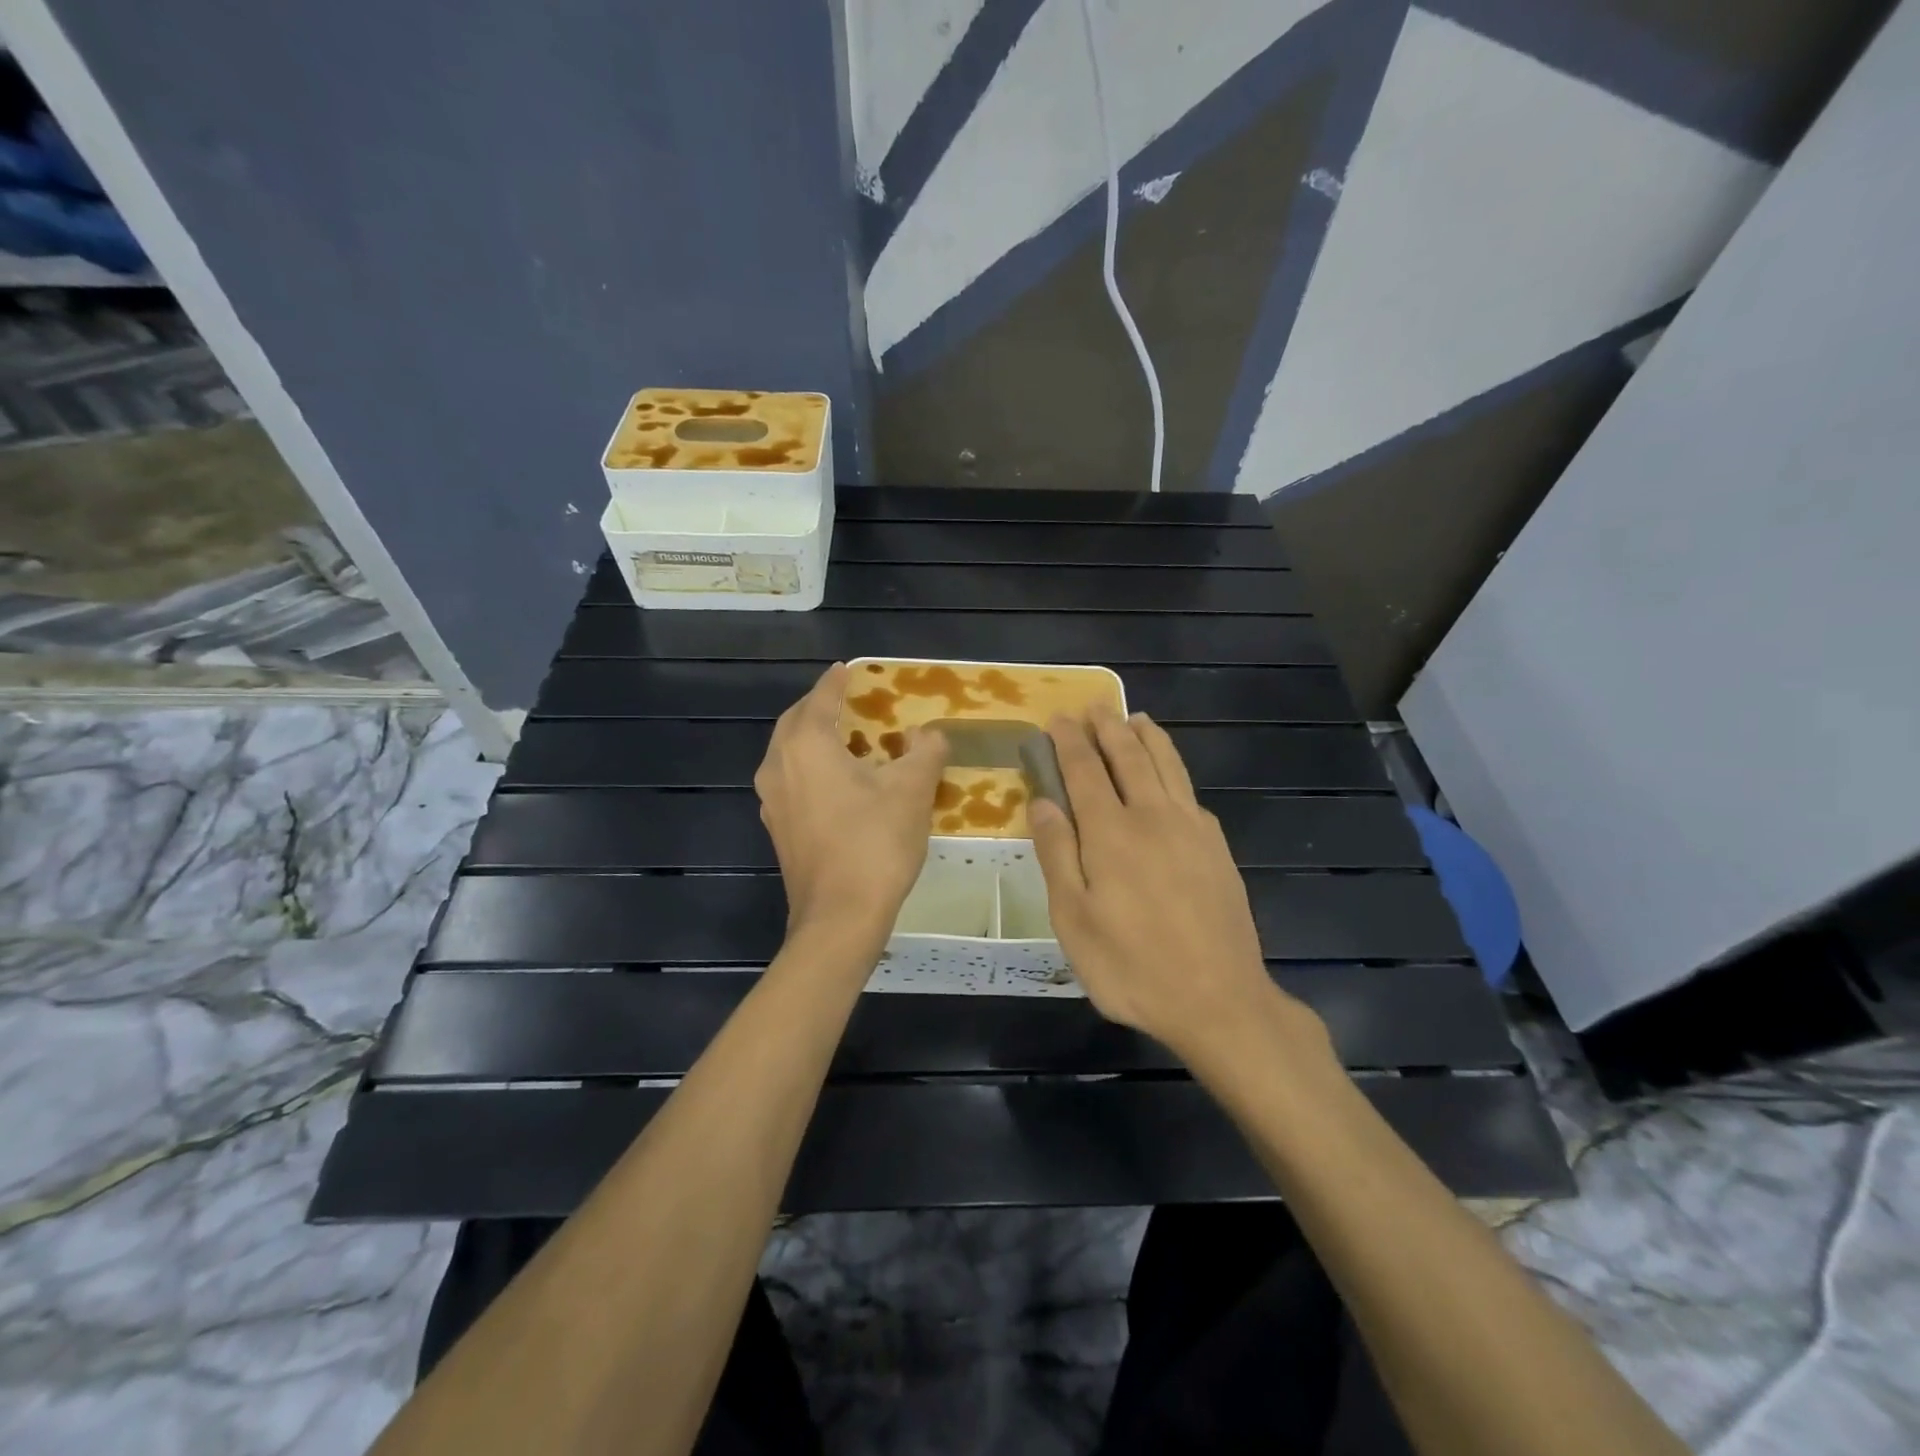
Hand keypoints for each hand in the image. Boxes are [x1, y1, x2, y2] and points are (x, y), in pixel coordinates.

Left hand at [754, 663, 949, 941]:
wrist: (839, 917)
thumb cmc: (874, 843)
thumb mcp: (912, 790)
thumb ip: (924, 752)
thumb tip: (929, 733)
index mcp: (806, 746)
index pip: (820, 699)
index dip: (836, 681)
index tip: (847, 669)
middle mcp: (779, 766)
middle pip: (795, 722)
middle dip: (819, 707)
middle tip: (847, 701)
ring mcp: (772, 800)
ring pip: (788, 753)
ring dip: (812, 738)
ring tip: (844, 738)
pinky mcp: (778, 829)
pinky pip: (791, 781)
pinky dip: (810, 768)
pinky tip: (837, 782)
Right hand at [1030, 707, 1326, 1063]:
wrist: (1219, 1000)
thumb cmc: (1132, 966)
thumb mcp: (1074, 919)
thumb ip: (1057, 854)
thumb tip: (1042, 801)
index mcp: (1111, 833)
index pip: (1085, 770)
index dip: (1069, 742)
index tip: (1057, 718)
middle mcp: (1153, 817)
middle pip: (1129, 757)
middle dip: (1107, 728)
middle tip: (1094, 707)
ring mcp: (1192, 829)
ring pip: (1167, 766)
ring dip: (1148, 738)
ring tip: (1136, 718)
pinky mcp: (1217, 847)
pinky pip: (1191, 793)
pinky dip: (1176, 770)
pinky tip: (1172, 776)